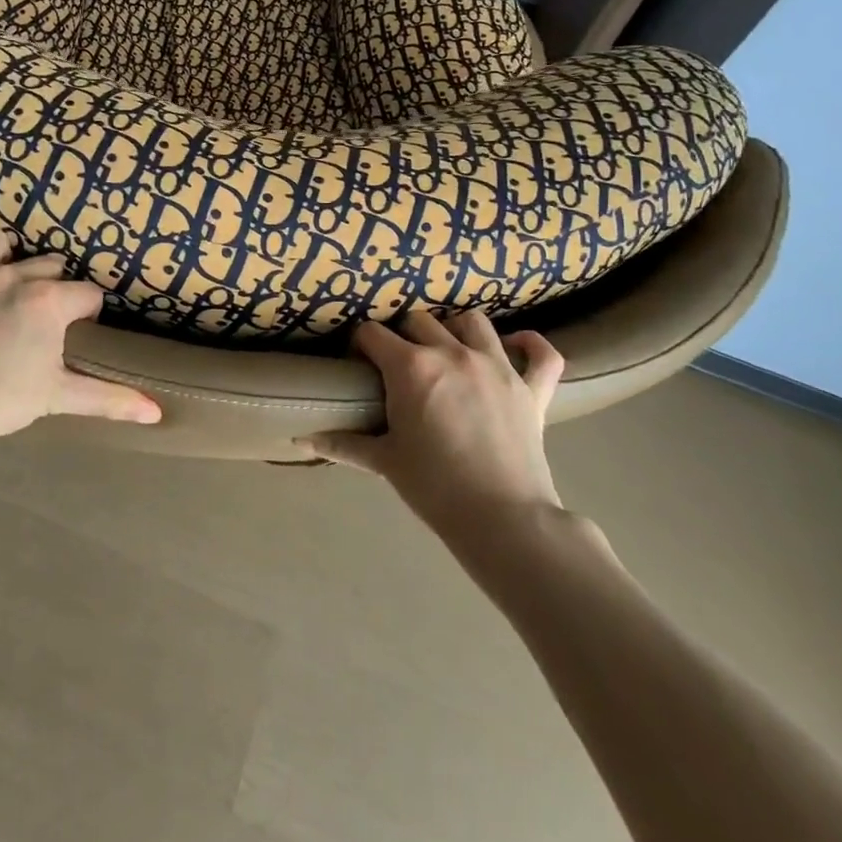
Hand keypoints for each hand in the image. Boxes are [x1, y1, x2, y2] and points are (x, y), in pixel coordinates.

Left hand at [0, 212, 161, 456]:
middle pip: (46, 266)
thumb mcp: (58, 398)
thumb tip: (157, 412)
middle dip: (55, 283)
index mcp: (46, 301)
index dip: (90, 311)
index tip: (85, 329)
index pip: (86, 294)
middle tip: (52, 311)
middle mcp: (11, 277)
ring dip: (4, 249)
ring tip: (9, 257)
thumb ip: (109, 399)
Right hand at [302, 314, 565, 529]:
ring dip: (455, 329)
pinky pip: (541, 352)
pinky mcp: (532, 387)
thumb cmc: (435, 488)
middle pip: (418, 320)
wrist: (503, 520)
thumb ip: (343, 443)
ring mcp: (496, 365)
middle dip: (403, 335)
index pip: (372, 334)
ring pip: (472, 322)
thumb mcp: (384, 462)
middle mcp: (452, 353)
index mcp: (411, 367)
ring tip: (448, 350)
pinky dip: (530, 346)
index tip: (359, 362)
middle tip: (400, 364)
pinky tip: (515, 348)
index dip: (361, 344)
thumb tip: (301, 441)